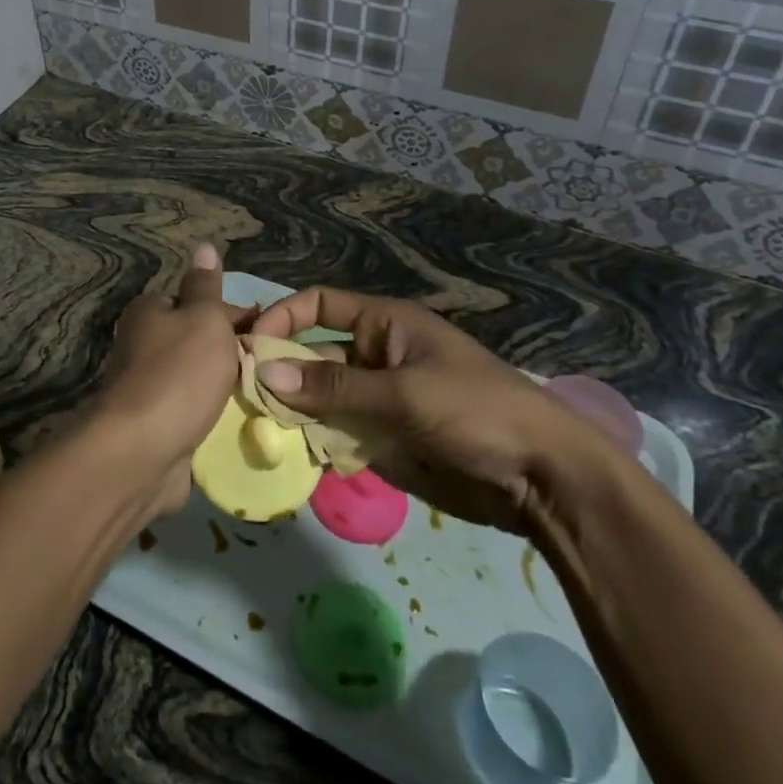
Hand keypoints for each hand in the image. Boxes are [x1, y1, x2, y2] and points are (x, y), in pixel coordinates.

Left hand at [94, 244, 250, 517]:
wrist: (142, 452)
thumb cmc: (178, 374)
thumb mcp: (202, 319)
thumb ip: (206, 287)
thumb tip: (204, 245)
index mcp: (150, 312)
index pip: (199, 303)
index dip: (236, 316)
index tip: (268, 335)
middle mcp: (144, 344)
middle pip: (200, 342)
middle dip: (233, 355)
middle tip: (271, 369)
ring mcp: (149, 388)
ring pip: (200, 381)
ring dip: (226, 390)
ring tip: (267, 397)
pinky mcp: (157, 426)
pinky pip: (195, 414)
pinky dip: (215, 418)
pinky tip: (243, 425)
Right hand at [250, 288, 599, 535]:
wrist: (542, 479)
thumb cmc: (476, 411)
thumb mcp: (403, 394)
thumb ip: (333, 387)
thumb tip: (264, 374)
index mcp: (385, 325)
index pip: (320, 305)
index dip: (284, 318)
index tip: (251, 346)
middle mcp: (375, 356)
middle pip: (313, 354)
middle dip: (280, 372)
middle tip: (240, 395)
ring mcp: (378, 400)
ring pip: (320, 398)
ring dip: (292, 410)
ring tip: (256, 428)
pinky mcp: (383, 440)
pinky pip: (337, 433)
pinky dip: (314, 441)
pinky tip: (290, 454)